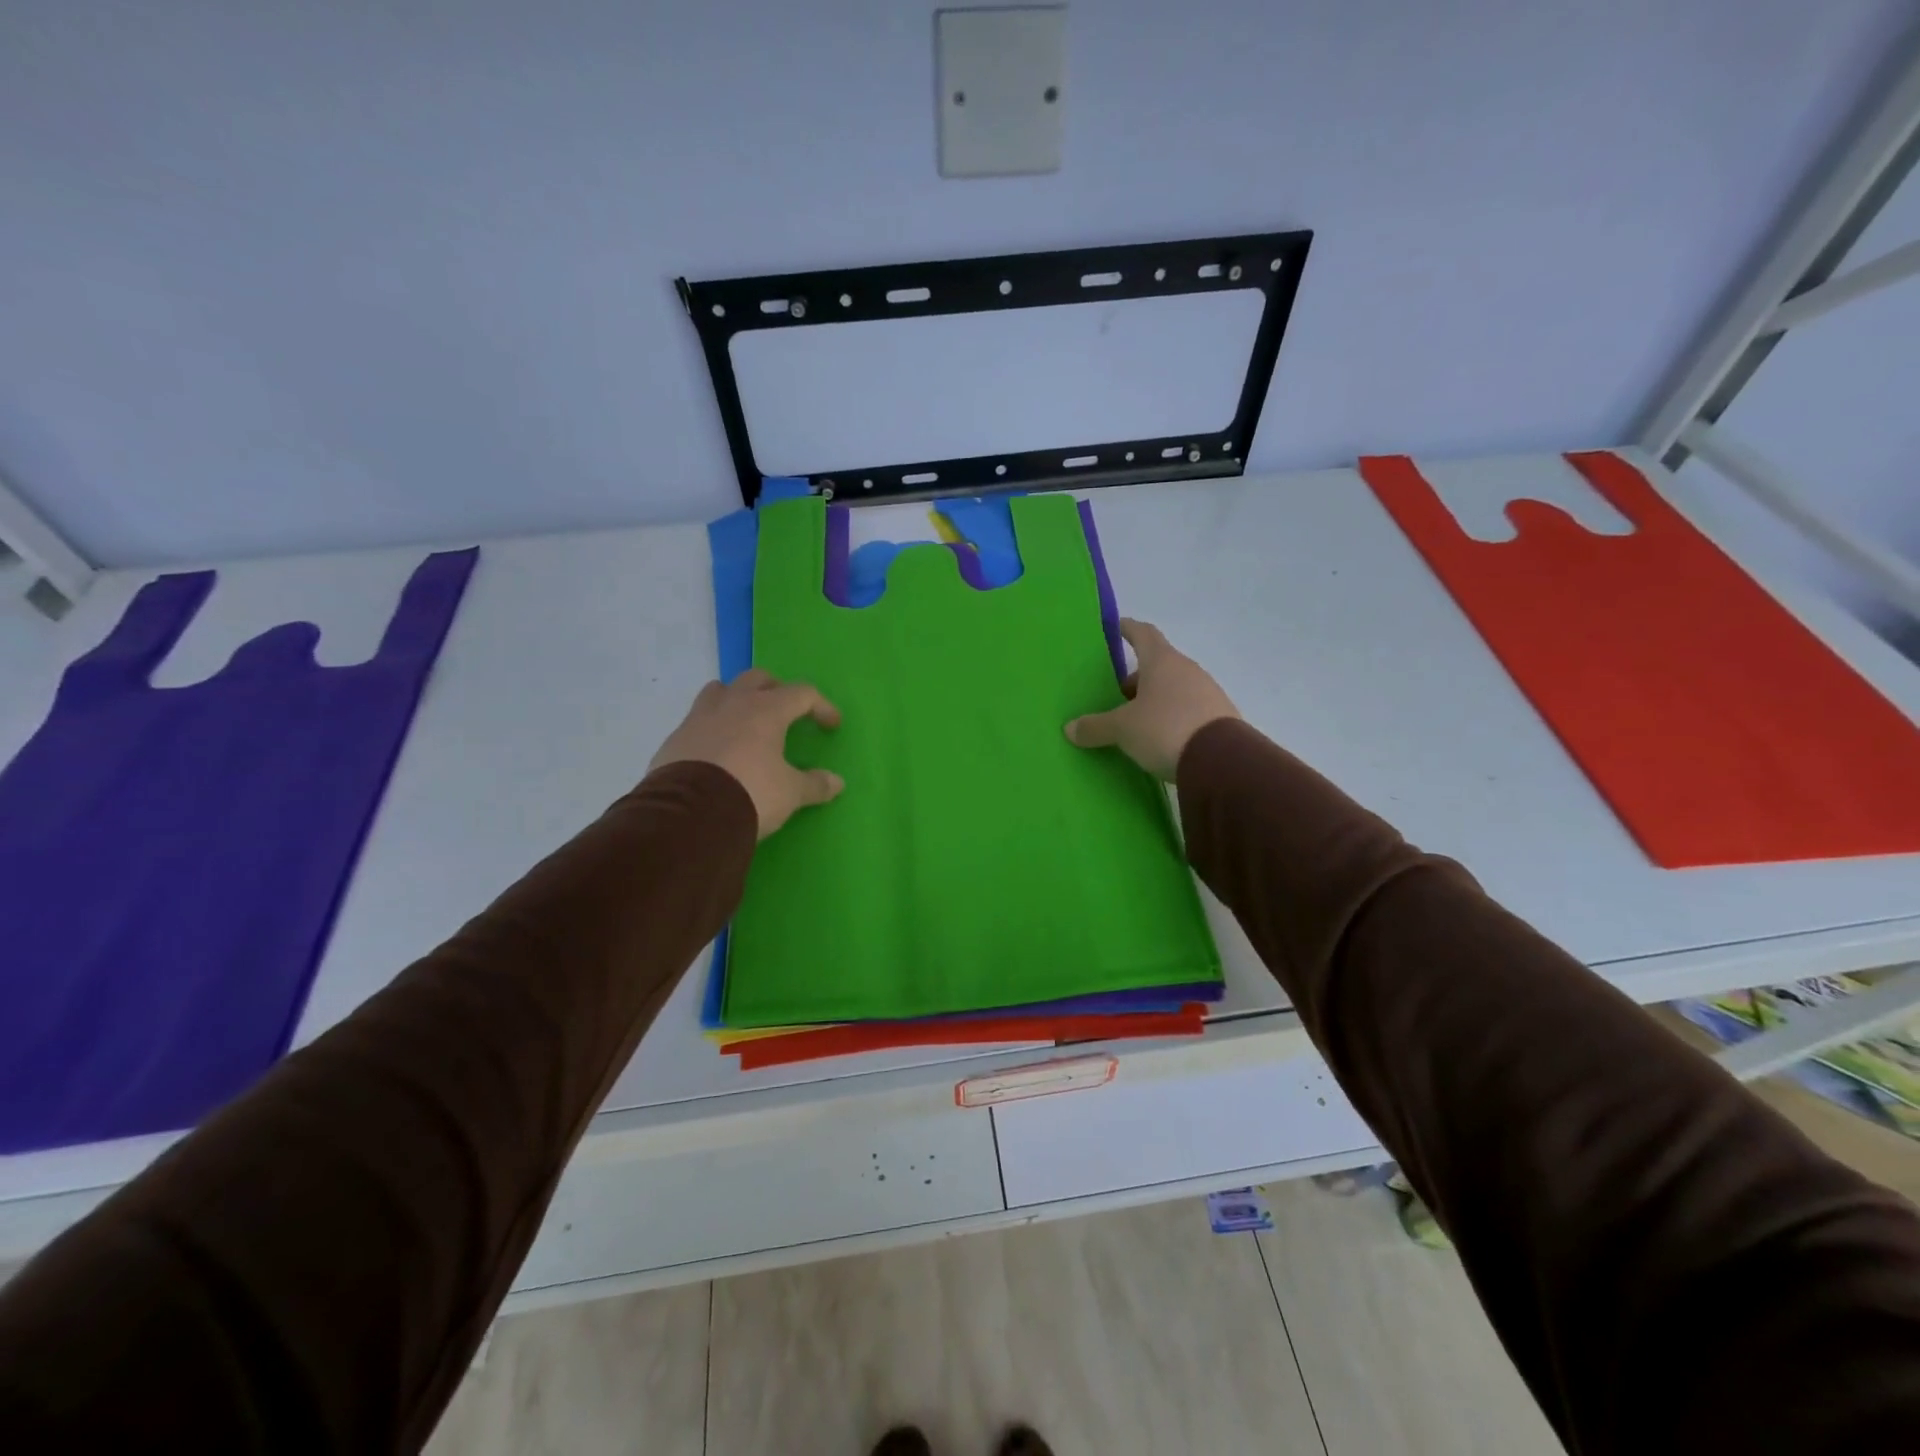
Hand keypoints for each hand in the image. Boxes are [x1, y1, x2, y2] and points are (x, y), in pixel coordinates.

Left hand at [649, 669, 844, 838]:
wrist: (689, 815)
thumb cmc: (751, 793)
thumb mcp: (790, 793)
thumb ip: (814, 784)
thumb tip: (837, 782)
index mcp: (766, 710)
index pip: (802, 693)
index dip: (821, 706)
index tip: (831, 725)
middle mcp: (732, 704)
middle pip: (758, 678)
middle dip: (776, 690)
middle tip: (785, 712)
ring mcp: (699, 718)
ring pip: (720, 690)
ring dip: (737, 698)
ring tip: (746, 721)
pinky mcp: (675, 738)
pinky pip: (697, 720)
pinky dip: (711, 727)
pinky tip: (717, 751)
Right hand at [1064, 619, 1239, 779]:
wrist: (1221, 761)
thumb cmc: (1165, 729)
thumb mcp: (1123, 729)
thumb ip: (1095, 726)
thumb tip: (1070, 728)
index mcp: (1162, 661)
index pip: (1143, 634)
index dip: (1128, 629)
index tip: (1115, 627)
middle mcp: (1187, 670)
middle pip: (1158, 665)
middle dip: (1136, 677)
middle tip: (1116, 695)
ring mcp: (1208, 692)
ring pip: (1174, 688)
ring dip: (1155, 699)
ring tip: (1135, 721)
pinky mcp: (1219, 718)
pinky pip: (1188, 709)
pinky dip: (1172, 717)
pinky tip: (1160, 738)